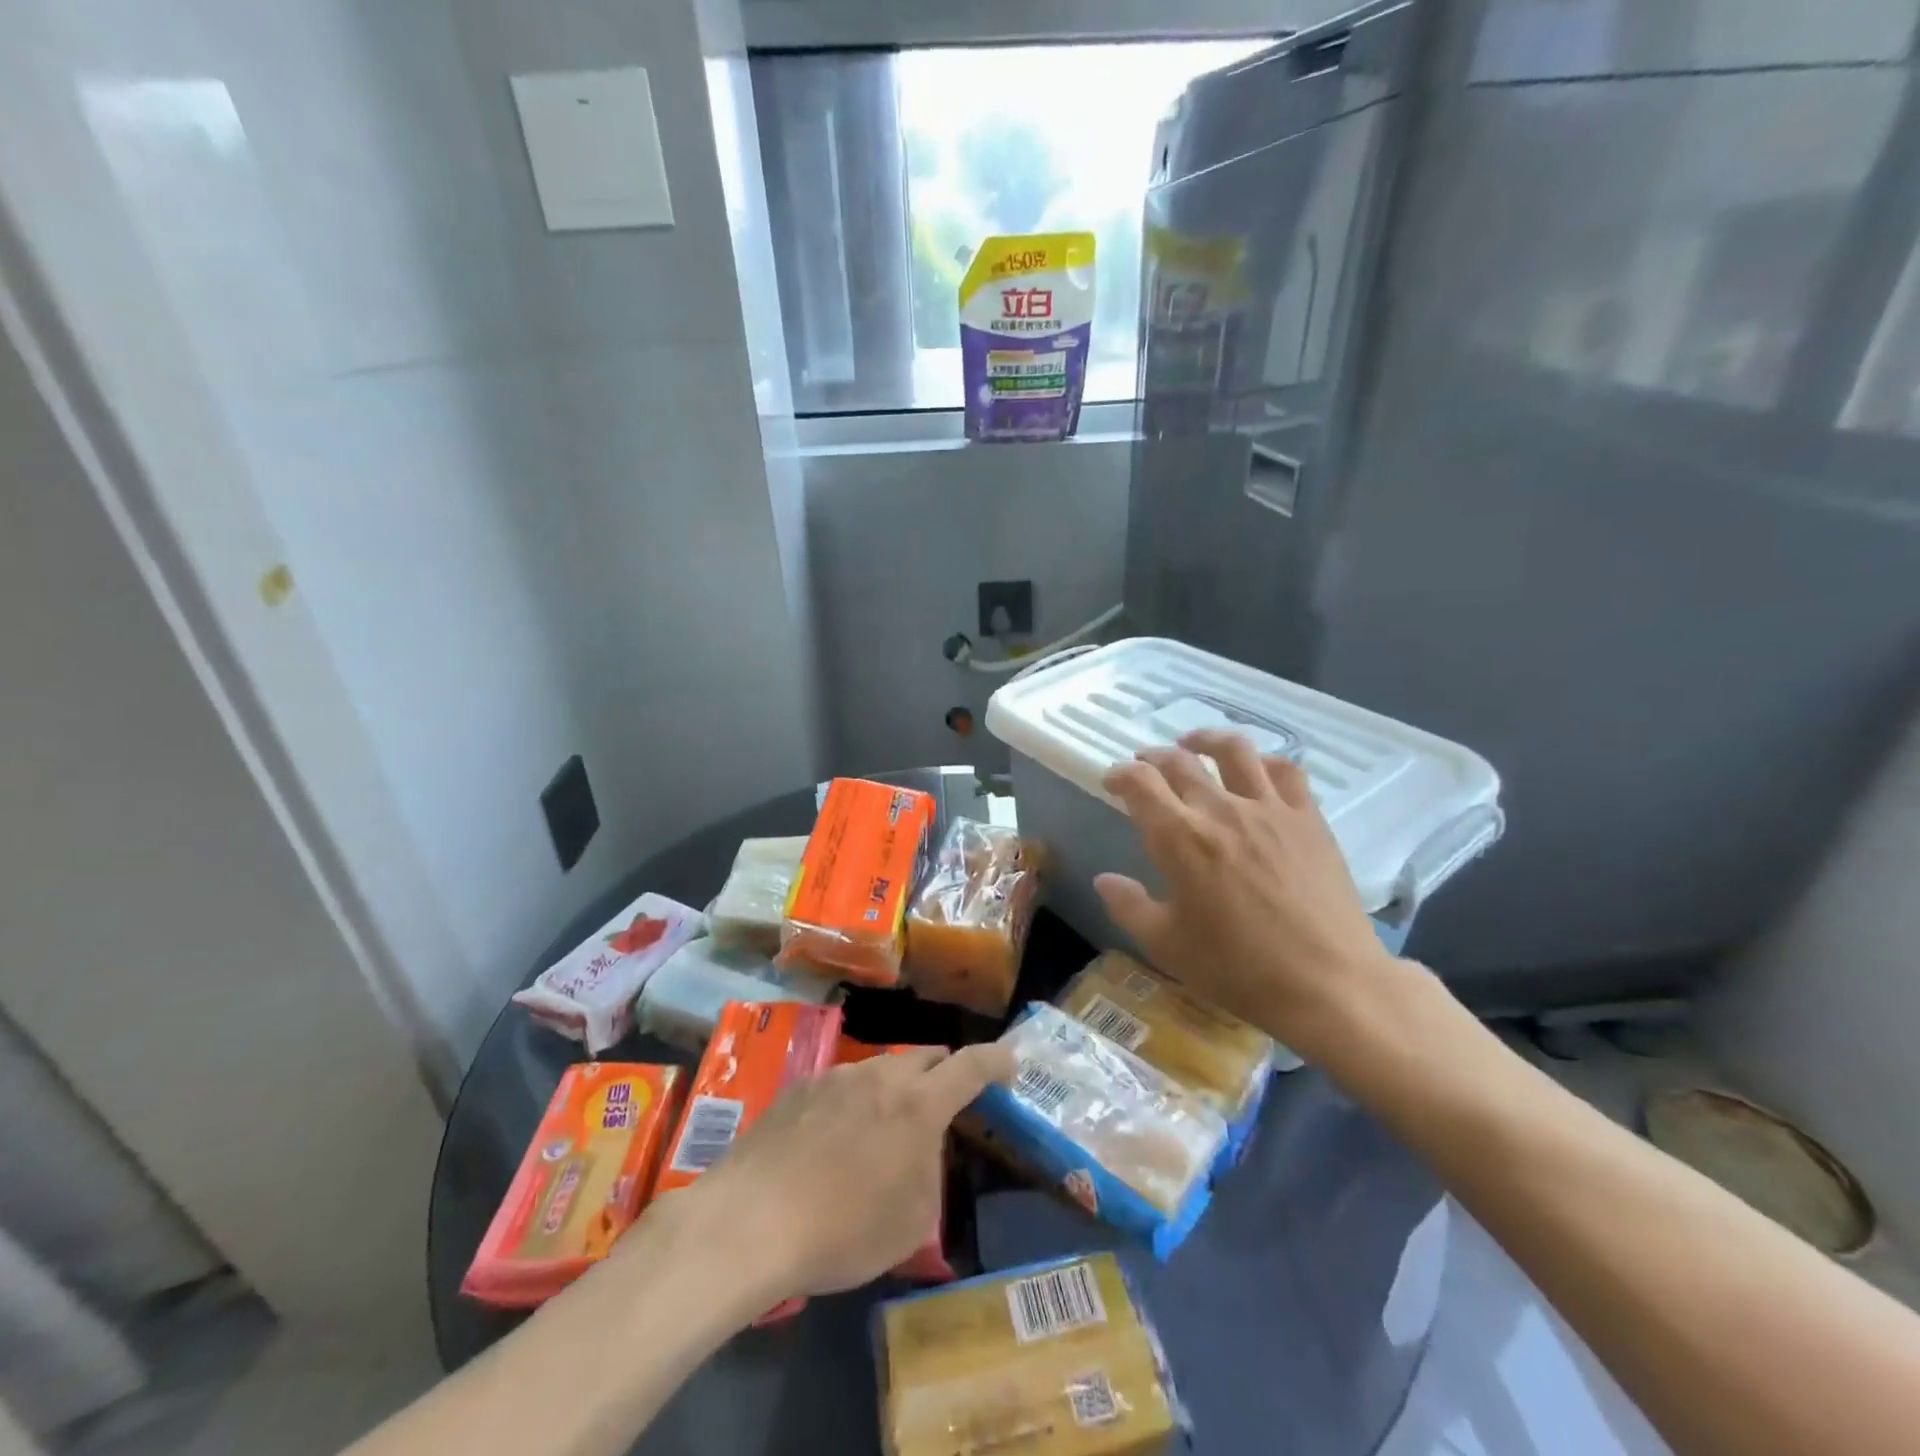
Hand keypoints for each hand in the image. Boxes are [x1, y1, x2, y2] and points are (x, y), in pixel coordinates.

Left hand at [685, 1044, 1013, 1301]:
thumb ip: (928, 1173)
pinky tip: (832, 1141)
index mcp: (919, 1104)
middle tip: (943, 1105)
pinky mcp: (799, 1087)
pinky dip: (853, 1102)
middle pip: (925, 1057)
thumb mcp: (910, 1222)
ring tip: (880, 1132)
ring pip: (880, 1069)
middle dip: (943, 1073)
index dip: (996, 1060)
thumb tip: (919, 1152)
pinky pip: (842, 1084)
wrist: (749, 1221)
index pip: (972, 1065)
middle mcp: (881, 1075)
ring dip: (894, 1090)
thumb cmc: (842, 1230)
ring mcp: (836, 1076)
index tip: (1010, 1063)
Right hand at [1094, 729, 1400, 1057]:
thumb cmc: (1238, 968)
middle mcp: (1221, 810)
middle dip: (1154, 758)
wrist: (1328, 983)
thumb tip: (1104, 880)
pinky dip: (1264, 762)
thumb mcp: (1167, 945)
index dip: (1120, 774)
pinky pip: (1286, 771)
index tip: (1112, 780)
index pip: (1140, 784)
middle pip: (1180, 762)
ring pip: (1234, 751)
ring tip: (1193, 743)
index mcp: (1180, 839)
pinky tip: (1256, 769)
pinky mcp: (1308, 819)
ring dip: (1206, 740)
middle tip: (1144, 765)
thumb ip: (1129, 906)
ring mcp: (1270, 809)